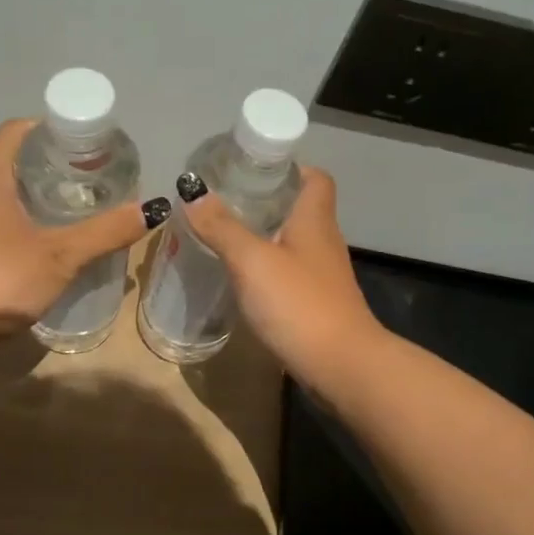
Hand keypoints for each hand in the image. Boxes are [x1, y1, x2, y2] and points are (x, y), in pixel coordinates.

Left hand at [0, 119, 152, 336]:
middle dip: (56, 164)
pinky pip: (7, 223)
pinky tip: (60, 242)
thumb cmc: (0, 279)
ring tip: (86, 207)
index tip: (85, 141)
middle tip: (96, 176)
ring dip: (46, 196)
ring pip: (12, 195)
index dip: (49, 127)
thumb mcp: (61, 254)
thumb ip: (106, 231)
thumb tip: (152, 209)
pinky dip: (34, 222)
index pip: (16, 130)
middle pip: (17, 161)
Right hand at [180, 168, 388, 392]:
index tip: (254, 170)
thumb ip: (222, 227)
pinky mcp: (315, 304)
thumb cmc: (299, 303)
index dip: (290, 168)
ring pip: (293, 243)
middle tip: (225, 203)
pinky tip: (241, 279)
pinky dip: (267, 270)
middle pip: (300, 209)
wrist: (340, 366)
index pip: (315, 178)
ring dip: (264, 237)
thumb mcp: (252, 260)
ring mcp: (322, 276)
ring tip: (224, 237)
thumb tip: (193, 193)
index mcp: (314, 220)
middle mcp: (323, 242)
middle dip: (266, 202)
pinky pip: (289, 275)